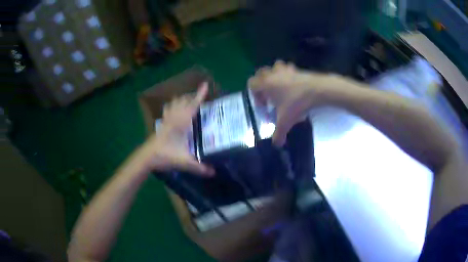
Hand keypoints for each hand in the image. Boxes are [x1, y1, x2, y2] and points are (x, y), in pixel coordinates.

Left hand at [138, 83, 214, 176]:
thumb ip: (199, 167)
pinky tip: (175, 110)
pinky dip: (173, 105)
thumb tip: (213, 172)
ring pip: (174, 102)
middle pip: (183, 101)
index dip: (199, 95)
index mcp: (181, 123)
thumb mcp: (184, 162)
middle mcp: (174, 118)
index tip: (205, 84)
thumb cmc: (164, 156)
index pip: (192, 105)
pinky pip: (168, 109)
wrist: (147, 157)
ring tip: (190, 101)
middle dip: (192, 96)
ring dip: (182, 99)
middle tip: (201, 97)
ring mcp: (166, 119)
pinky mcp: (162, 124)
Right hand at [248, 61, 340, 145]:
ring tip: (281, 86)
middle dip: (262, 83)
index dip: (255, 94)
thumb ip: (279, 134)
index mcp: (266, 84)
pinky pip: (288, 68)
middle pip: (260, 73)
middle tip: (271, 95)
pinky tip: (294, 84)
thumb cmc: (297, 103)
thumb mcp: (286, 121)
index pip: (252, 83)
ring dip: (275, 74)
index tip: (265, 104)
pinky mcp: (297, 69)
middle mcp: (273, 75)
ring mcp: (285, 70)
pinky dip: (288, 73)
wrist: (317, 90)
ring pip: (274, 67)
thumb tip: (276, 145)